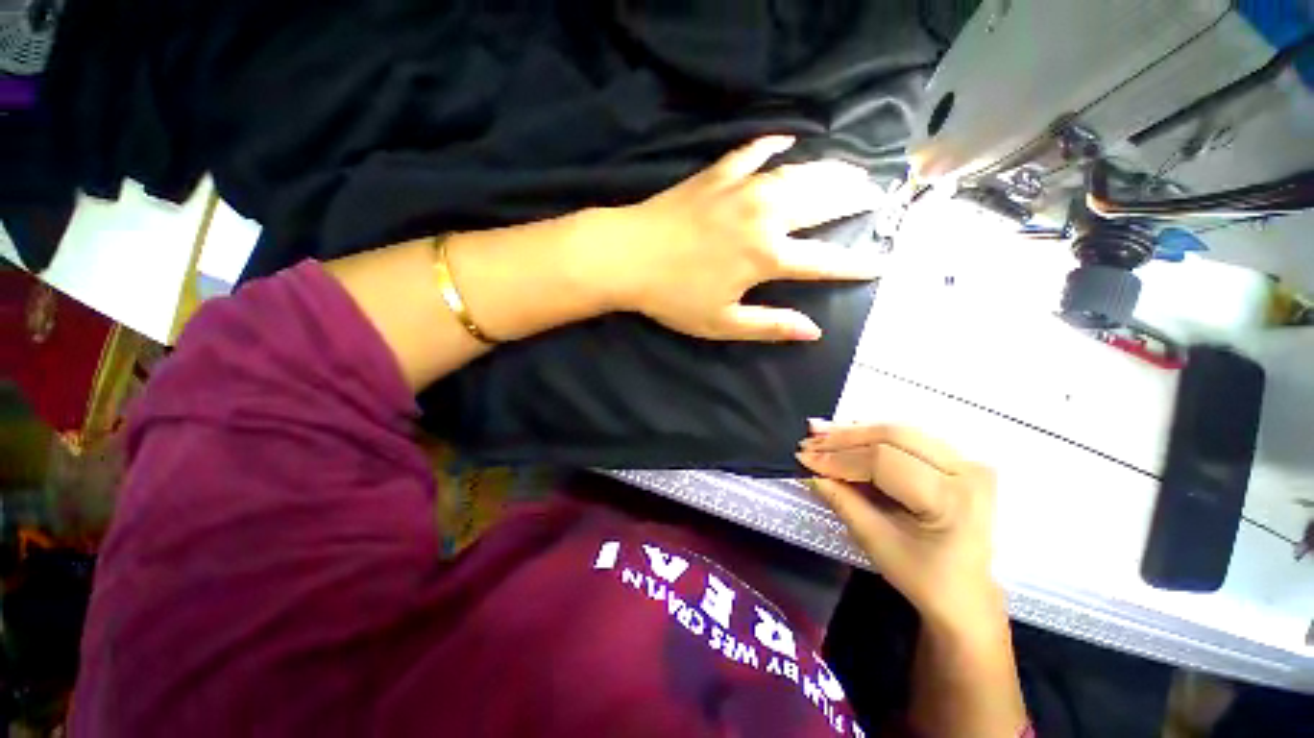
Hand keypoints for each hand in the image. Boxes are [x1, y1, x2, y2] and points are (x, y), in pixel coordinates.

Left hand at [594, 135, 881, 341]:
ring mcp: (741, 189)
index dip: (856, 264)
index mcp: (768, 257)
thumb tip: (813, 331)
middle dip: (854, 199)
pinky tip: (786, 140)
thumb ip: (770, 325)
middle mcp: (765, 216)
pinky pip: (752, 152)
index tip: (881, 262)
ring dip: (829, 170)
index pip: (825, 261)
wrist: (627, 255)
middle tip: (877, 194)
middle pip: (822, 203)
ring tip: (851, 169)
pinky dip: (772, 145)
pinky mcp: (717, 174)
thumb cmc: (673, 296)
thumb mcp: (722, 323)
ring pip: (797, 173)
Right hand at [796, 423, 1002, 627]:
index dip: (839, 458)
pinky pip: (907, 438)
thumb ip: (843, 502)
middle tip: (808, 439)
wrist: (967, 596)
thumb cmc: (925, 579)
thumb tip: (811, 473)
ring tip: (819, 432)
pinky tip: (846, 434)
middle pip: (892, 436)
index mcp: (952, 499)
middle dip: (843, 437)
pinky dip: (872, 436)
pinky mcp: (957, 460)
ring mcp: (966, 461)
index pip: (883, 461)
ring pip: (898, 431)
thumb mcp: (878, 544)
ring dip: (854, 432)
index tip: (804, 459)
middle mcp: (967, 470)